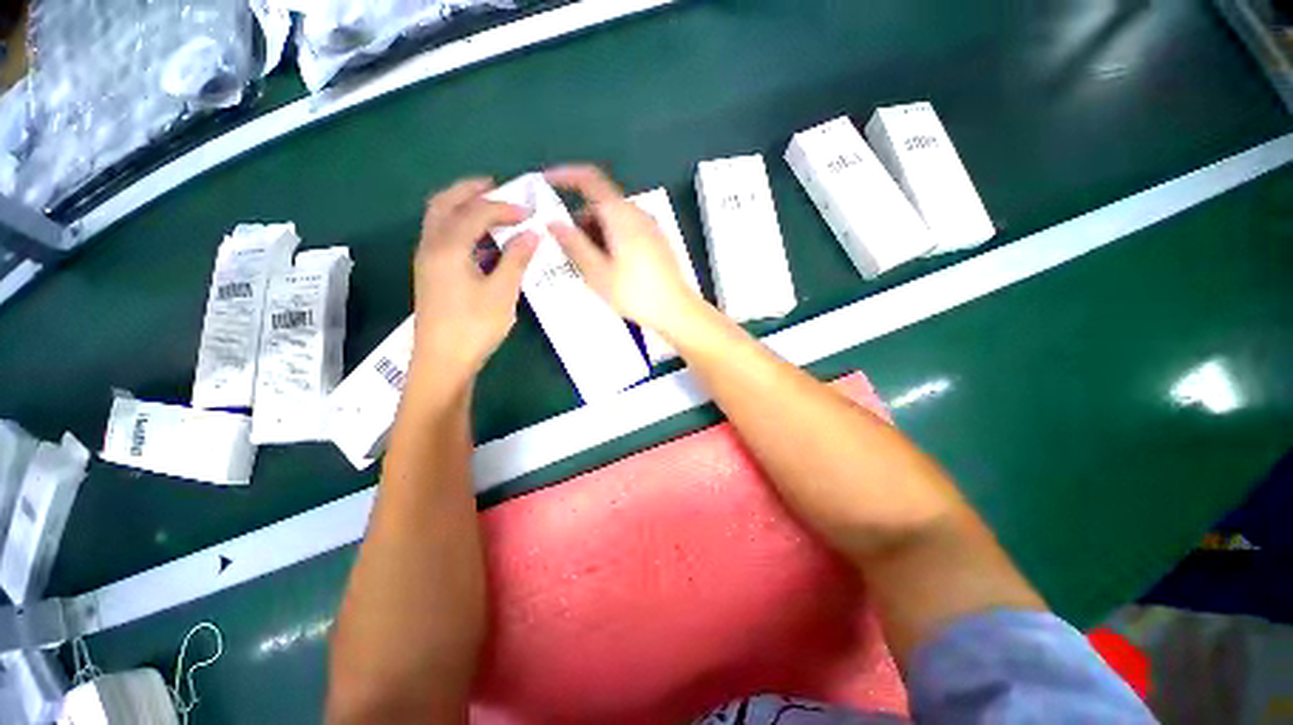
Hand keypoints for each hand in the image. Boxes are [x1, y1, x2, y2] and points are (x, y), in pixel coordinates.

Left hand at [411, 178, 537, 385]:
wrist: (442, 361)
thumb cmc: (474, 326)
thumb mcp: (502, 293)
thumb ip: (516, 259)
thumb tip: (532, 233)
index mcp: (448, 247)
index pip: (476, 212)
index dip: (504, 207)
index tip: (530, 213)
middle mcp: (431, 246)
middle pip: (444, 203)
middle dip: (469, 190)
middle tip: (495, 186)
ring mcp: (427, 260)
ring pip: (438, 219)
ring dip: (461, 206)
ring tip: (488, 207)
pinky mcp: (430, 274)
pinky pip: (440, 236)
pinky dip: (458, 225)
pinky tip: (479, 239)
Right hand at [545, 165, 702, 335]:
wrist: (676, 310)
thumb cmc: (635, 292)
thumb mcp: (597, 272)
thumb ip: (573, 244)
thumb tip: (553, 223)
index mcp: (621, 214)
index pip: (589, 179)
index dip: (565, 176)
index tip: (546, 183)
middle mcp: (637, 213)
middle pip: (601, 205)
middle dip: (580, 222)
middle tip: (568, 250)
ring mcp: (650, 227)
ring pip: (614, 220)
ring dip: (595, 234)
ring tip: (589, 266)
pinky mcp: (657, 241)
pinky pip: (627, 231)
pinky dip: (611, 240)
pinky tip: (609, 268)